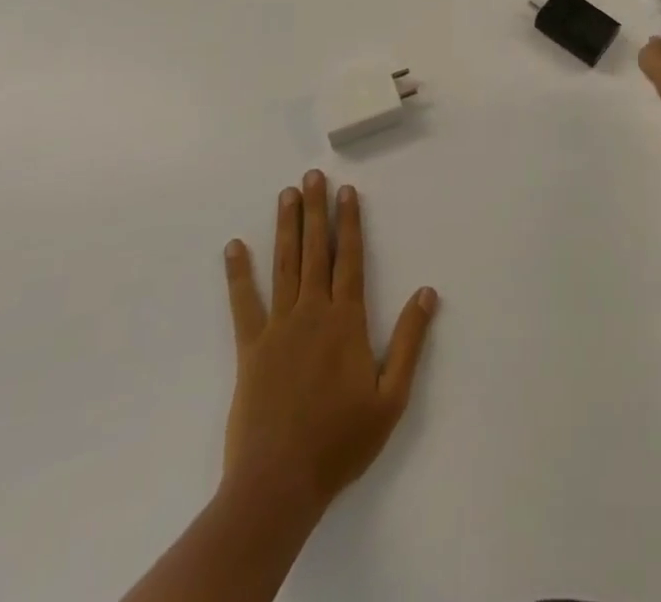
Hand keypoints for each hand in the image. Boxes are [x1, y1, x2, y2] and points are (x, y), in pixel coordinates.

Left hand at [221, 170, 438, 519]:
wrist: (279, 484)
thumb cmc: (340, 441)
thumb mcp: (391, 397)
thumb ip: (410, 341)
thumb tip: (427, 292)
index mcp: (347, 320)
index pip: (351, 258)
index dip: (350, 222)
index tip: (347, 191)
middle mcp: (313, 312)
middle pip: (316, 250)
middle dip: (316, 210)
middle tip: (312, 176)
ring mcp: (279, 327)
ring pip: (284, 265)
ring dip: (286, 227)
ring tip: (286, 195)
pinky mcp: (250, 348)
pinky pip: (244, 303)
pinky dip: (238, 273)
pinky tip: (233, 247)